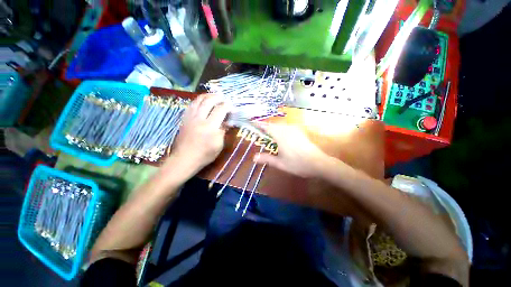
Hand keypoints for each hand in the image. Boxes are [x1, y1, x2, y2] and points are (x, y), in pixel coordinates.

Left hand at [168, 94, 228, 177]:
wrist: (185, 159)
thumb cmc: (205, 154)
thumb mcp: (219, 145)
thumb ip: (223, 131)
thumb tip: (227, 122)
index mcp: (210, 126)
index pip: (221, 109)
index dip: (228, 106)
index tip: (233, 108)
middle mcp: (199, 118)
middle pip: (209, 101)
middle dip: (218, 97)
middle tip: (224, 98)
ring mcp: (190, 117)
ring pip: (198, 100)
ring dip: (207, 96)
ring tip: (214, 96)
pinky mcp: (185, 119)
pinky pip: (191, 105)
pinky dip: (198, 100)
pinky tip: (202, 102)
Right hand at [254, 124, 330, 177]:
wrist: (318, 163)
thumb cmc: (297, 164)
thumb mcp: (280, 163)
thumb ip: (266, 159)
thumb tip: (253, 157)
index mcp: (280, 135)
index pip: (266, 126)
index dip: (258, 124)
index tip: (252, 123)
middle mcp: (287, 129)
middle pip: (273, 124)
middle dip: (265, 126)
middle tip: (259, 131)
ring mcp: (294, 129)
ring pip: (280, 125)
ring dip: (273, 127)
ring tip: (268, 133)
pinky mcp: (300, 132)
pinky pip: (286, 127)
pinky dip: (280, 129)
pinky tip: (281, 135)